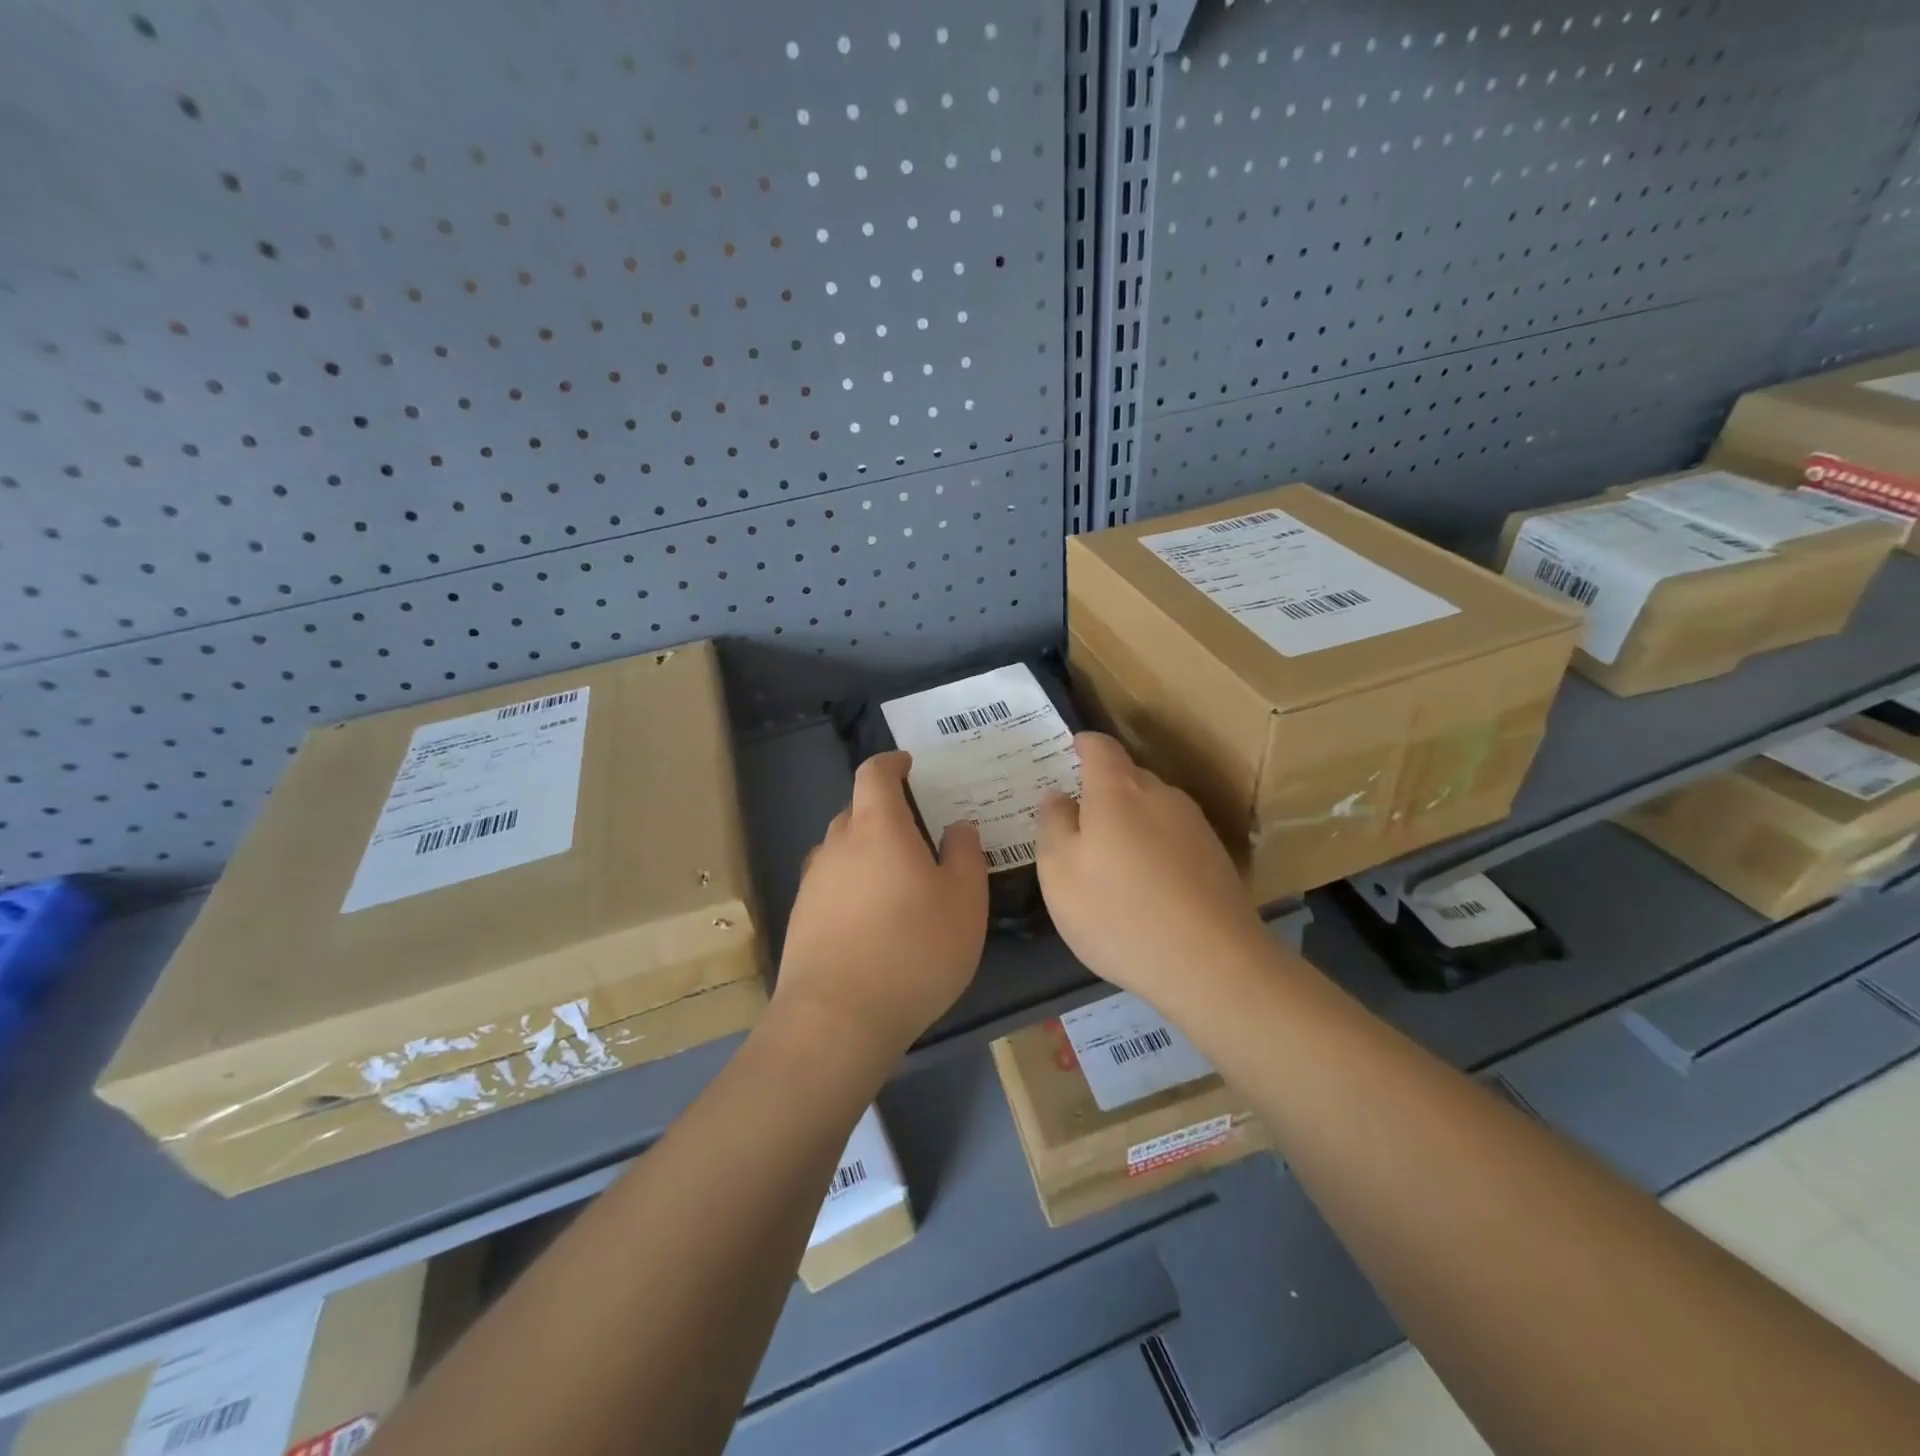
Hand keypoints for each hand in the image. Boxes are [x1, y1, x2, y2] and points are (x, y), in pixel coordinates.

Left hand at [774, 751, 988, 1059]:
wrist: (837, 1019)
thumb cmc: (914, 949)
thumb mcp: (963, 901)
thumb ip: (964, 855)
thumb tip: (958, 827)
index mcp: (878, 828)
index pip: (874, 774)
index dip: (891, 762)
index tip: (908, 764)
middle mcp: (838, 845)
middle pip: (856, 811)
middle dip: (883, 812)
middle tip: (915, 833)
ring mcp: (813, 883)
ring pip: (841, 850)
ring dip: (865, 851)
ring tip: (894, 880)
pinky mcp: (801, 919)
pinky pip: (830, 886)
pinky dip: (851, 887)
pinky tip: (871, 920)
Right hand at [1036, 733, 1270, 1009]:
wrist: (1212, 964)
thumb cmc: (1118, 913)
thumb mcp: (1059, 873)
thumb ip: (1053, 825)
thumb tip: (1058, 796)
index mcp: (1118, 790)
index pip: (1099, 746)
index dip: (1081, 744)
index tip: (1067, 753)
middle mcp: (1161, 795)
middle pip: (1128, 776)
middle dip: (1103, 790)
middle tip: (1079, 822)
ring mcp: (1195, 825)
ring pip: (1153, 808)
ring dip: (1131, 822)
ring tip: (1112, 860)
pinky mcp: (1216, 857)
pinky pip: (1174, 837)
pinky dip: (1155, 848)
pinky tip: (1147, 886)